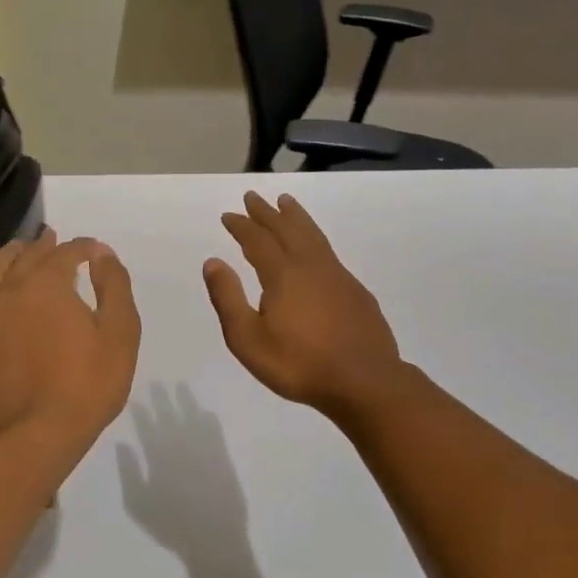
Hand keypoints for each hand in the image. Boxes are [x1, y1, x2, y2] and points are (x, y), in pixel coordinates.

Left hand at [0, 228, 140, 457]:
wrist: (37, 436)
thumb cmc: (87, 385)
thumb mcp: (120, 333)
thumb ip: (113, 286)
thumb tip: (101, 254)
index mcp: (47, 284)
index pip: (65, 253)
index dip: (83, 248)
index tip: (95, 251)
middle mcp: (8, 291)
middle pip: (25, 257)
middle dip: (44, 246)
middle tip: (55, 240)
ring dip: (7, 257)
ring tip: (17, 252)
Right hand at [203, 192, 404, 417]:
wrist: (364, 381)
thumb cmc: (299, 364)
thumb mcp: (249, 339)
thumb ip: (228, 298)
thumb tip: (213, 262)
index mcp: (282, 274)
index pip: (257, 240)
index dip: (242, 226)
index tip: (229, 215)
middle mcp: (310, 265)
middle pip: (286, 229)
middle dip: (267, 213)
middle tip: (253, 197)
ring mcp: (337, 275)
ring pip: (312, 235)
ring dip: (296, 217)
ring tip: (287, 202)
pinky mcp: (355, 290)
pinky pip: (328, 251)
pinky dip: (315, 237)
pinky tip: (315, 247)